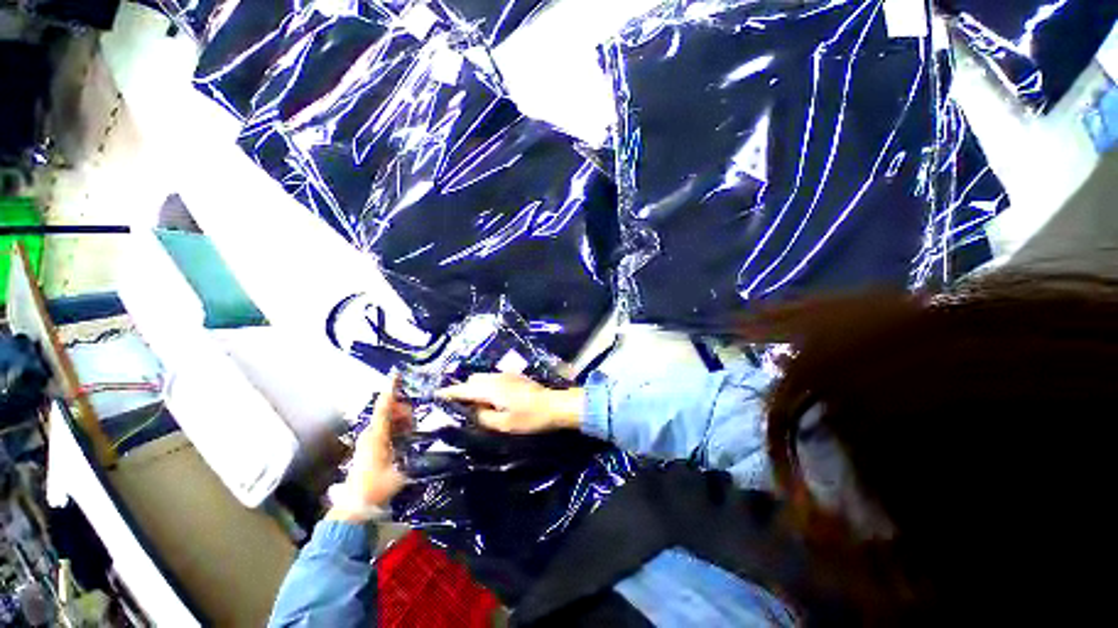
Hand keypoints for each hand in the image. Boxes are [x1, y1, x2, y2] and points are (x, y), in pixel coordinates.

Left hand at [327, 376, 410, 522]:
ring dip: (401, 420)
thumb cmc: (377, 487)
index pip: (385, 407)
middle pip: (389, 410)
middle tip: (415, 424)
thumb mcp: (402, 471)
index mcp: (377, 435)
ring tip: (411, 433)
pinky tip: (405, 438)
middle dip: (404, 410)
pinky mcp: (369, 445)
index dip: (391, 389)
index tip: (396, 373)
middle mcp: (370, 433)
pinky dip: (397, 427)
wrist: (355, 507)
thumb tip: (433, 441)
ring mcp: (368, 438)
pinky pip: (385, 427)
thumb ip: (417, 453)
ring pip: (388, 418)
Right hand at [436, 373, 582, 433]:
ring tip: (474, 404)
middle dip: (462, 390)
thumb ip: (484, 418)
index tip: (436, 395)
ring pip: (483, 377)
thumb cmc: (530, 418)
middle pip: (472, 380)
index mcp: (491, 389)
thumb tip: (472, 412)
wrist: (554, 405)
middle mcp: (496, 378)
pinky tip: (491, 398)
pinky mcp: (514, 376)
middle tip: (458, 406)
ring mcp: (506, 375)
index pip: (464, 389)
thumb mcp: (504, 424)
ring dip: (475, 387)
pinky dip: (485, 385)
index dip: (449, 392)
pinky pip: (492, 378)